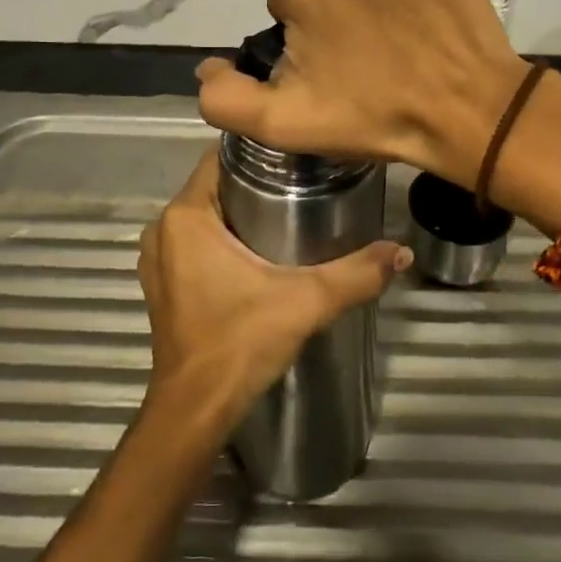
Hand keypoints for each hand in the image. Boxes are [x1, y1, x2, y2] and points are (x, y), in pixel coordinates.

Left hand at [138, 150, 409, 427]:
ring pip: (205, 214)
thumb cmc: (239, 343)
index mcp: (186, 216)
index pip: (218, 158)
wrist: (195, 410)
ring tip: (288, 209)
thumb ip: (355, 274)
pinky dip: (222, 237)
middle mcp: (163, 228)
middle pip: (214, 185)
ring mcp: (159, 258)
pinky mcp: (163, 283)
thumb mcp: (305, 302)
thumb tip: (401, 251)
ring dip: (238, 210)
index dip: (257, 150)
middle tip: (303, 181)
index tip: (296, 154)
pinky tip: (258, 249)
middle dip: (254, 181)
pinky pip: (194, 240)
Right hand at [195, 0, 526, 187]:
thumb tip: (206, 68)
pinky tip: (433, 23)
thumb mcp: (284, 122)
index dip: (304, 42)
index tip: (331, 74)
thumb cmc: (373, 115)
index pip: (287, 5)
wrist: (469, 114)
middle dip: (339, 15)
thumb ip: (225, 97)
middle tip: (368, 64)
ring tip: (403, 44)